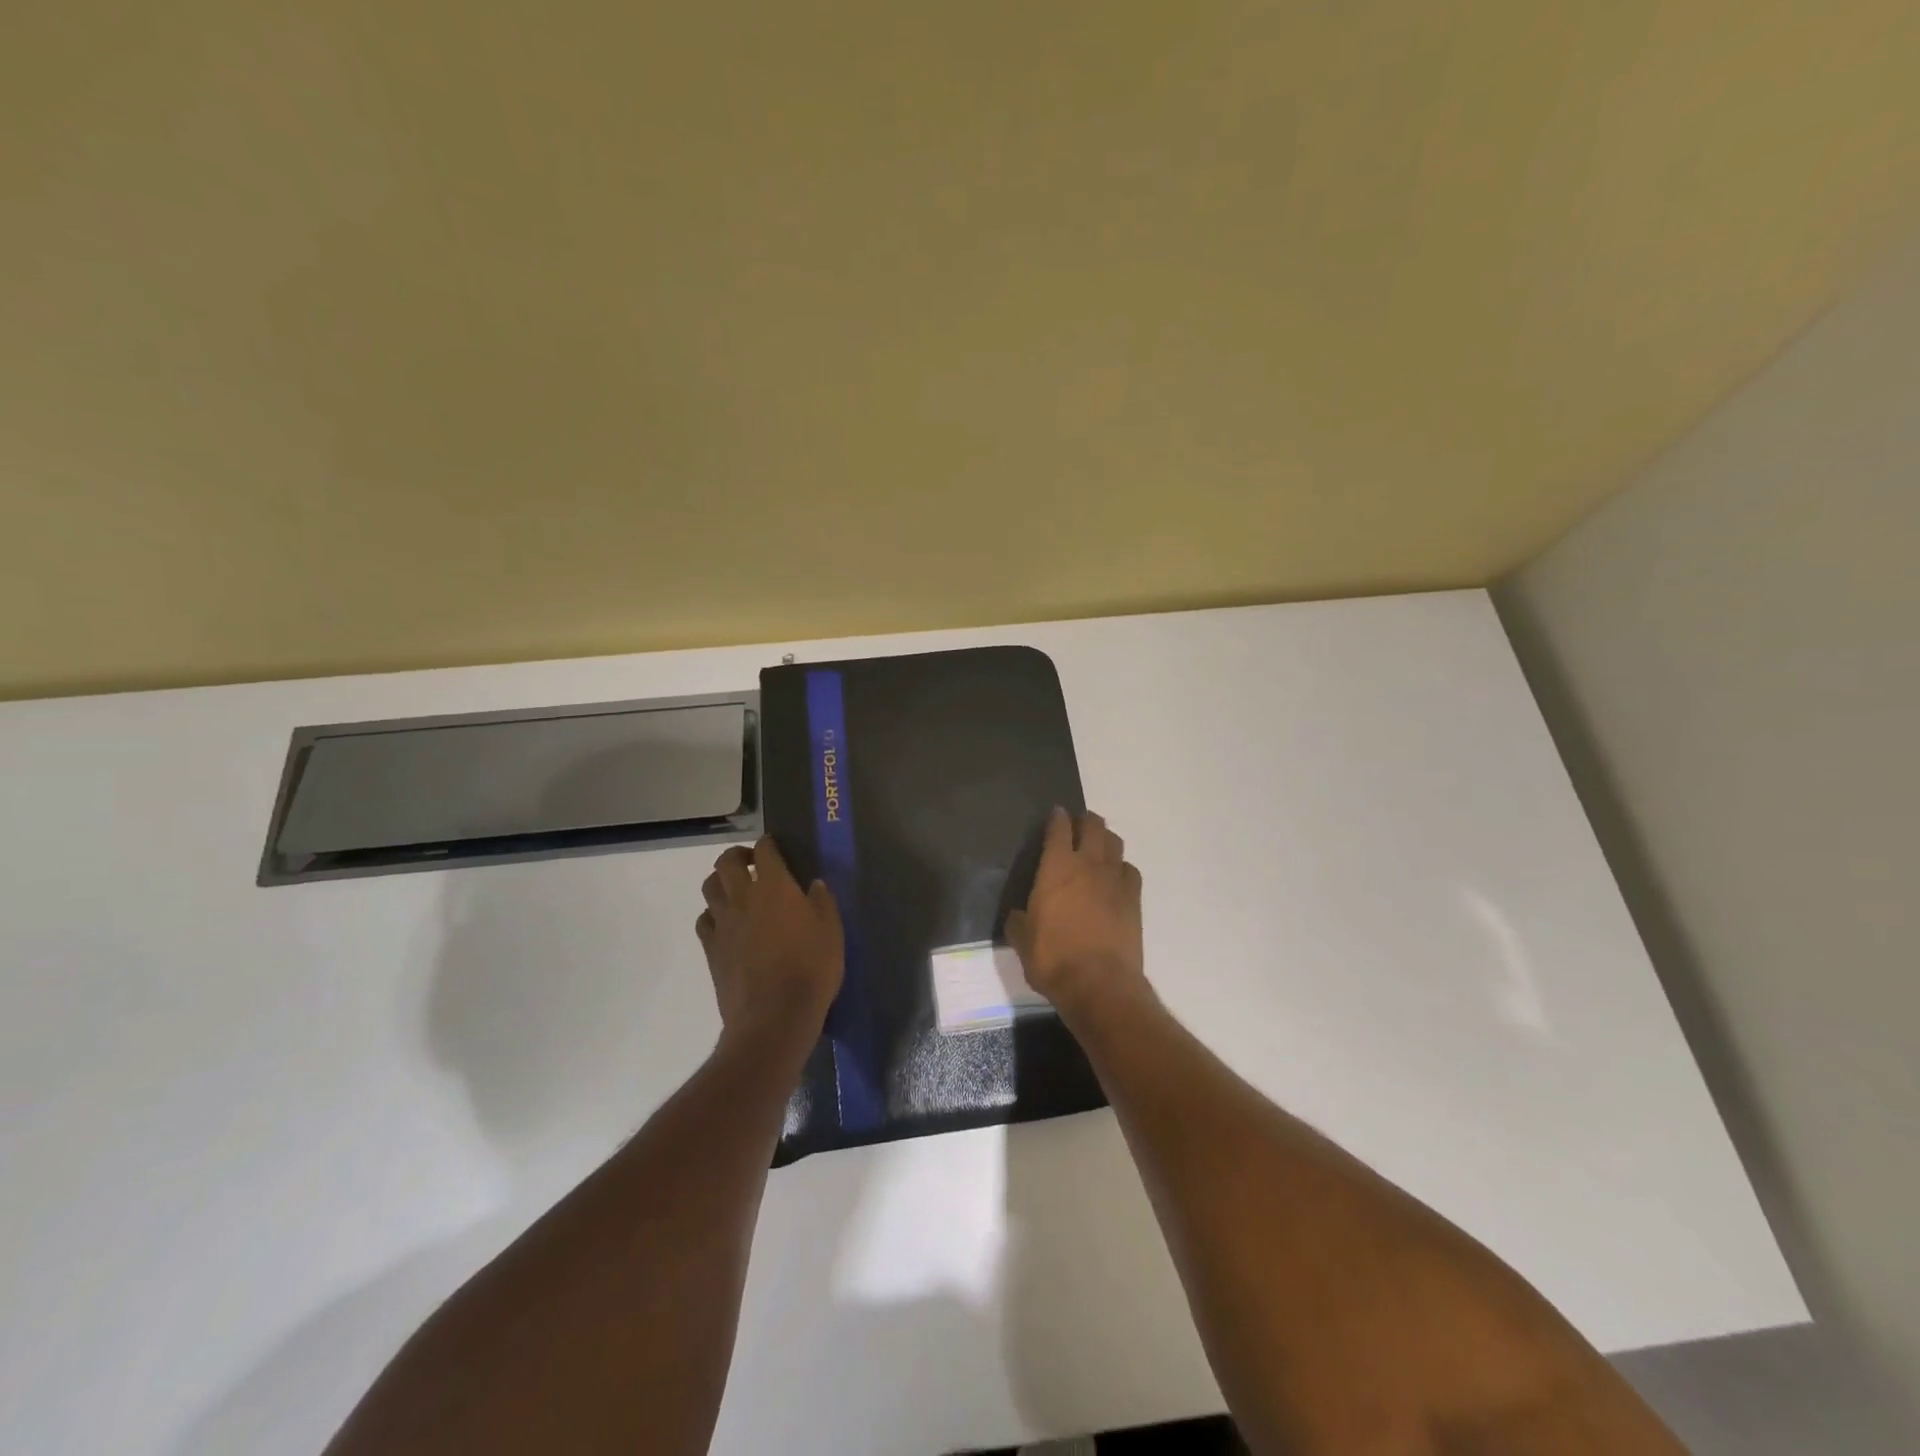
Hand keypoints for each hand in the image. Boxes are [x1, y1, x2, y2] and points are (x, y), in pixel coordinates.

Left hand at [695, 837, 843, 1041]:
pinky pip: (704, 920)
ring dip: (721, 881)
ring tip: (736, 890)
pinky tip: (726, 924)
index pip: (765, 850)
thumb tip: (814, 884)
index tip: (776, 847)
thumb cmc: (811, 969)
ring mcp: (723, 923)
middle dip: (738, 856)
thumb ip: (823, 903)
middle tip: (752, 864)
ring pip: (709, 887)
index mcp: (775, 886)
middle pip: (726, 862)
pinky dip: (712, 914)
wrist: (773, 1017)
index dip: (769, 844)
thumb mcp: (832, 932)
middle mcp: (743, 897)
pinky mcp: (710, 948)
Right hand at [1006, 808, 1146, 1021]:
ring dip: (1105, 838)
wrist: (1099, 984)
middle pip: (1093, 826)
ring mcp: (1115, 880)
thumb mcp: (1022, 940)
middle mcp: (1088, 864)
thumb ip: (1019, 920)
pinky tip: (1115, 878)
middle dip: (1085, 820)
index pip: (1059, 828)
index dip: (1057, 817)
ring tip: (1097, 846)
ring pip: (1115, 843)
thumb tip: (1019, 914)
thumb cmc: (1053, 958)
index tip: (1055, 814)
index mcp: (1057, 867)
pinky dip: (1122, 867)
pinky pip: (1130, 870)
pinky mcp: (1134, 899)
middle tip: (1077, 825)